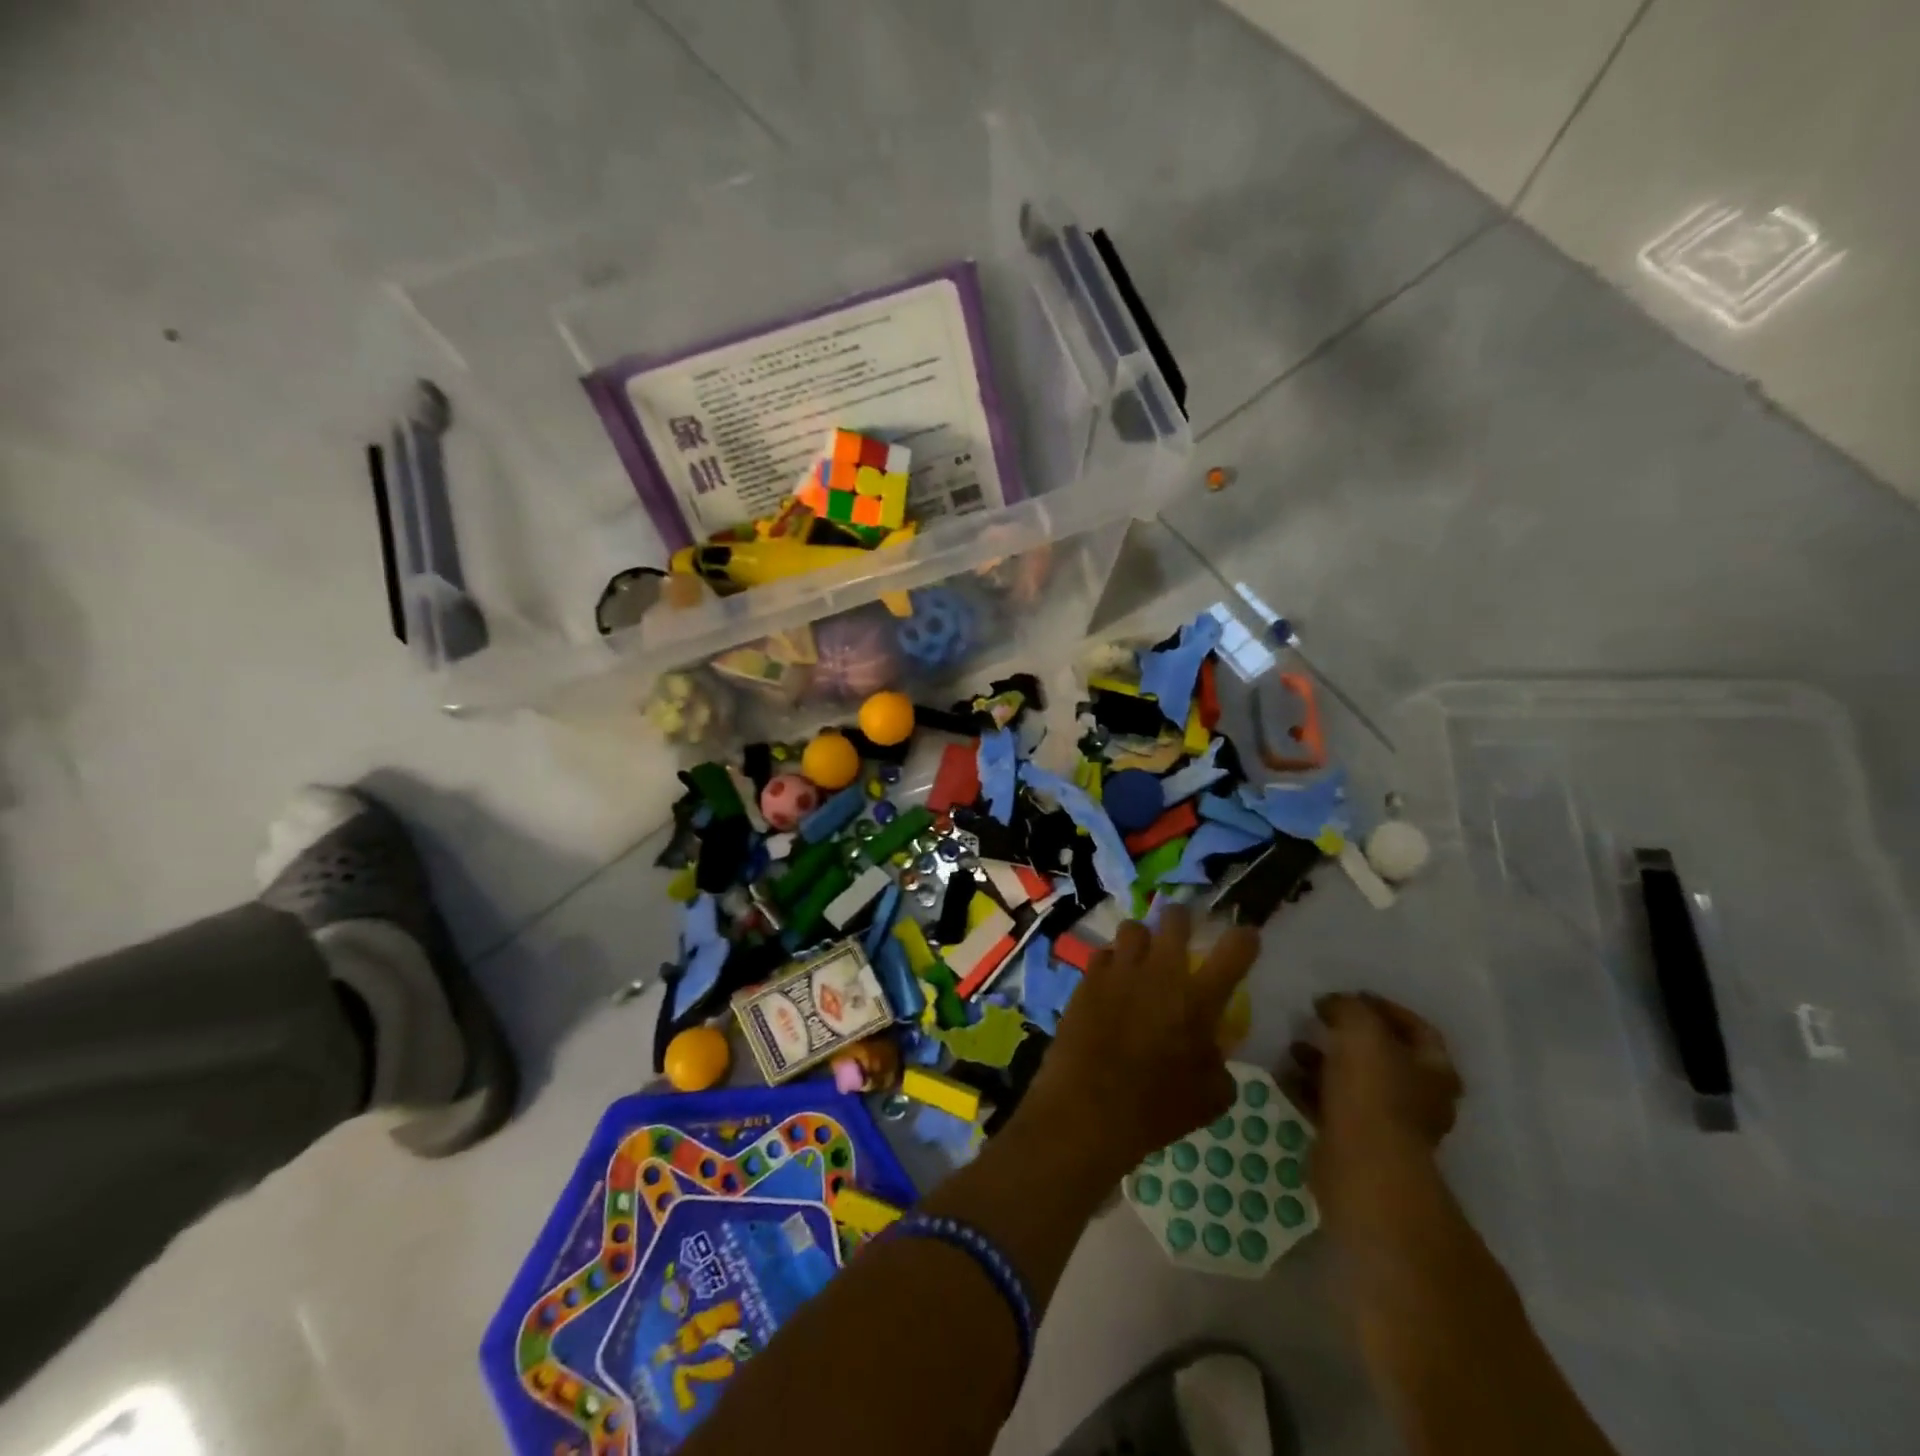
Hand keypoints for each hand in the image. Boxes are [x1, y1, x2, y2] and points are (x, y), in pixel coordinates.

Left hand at [1019, 905, 1259, 1178]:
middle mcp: (1160, 973)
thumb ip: (1218, 1063)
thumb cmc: (1156, 1109)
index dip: (1244, 938)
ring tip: (1141, 958)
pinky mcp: (1087, 978)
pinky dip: (1111, 963)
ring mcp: (1120, 970)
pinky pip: (1103, 954)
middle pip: (1175, 919)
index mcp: (1198, 999)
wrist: (1087, 1108)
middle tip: (1182, 933)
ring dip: (1142, 939)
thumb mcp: (1210, 1098)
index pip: (1234, 951)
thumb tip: (1211, 1048)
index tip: (1246, 936)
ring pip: (1133, 928)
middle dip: (1182, 919)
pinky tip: (1111, 982)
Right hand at [1287, 994, 1461, 1218]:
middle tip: (1317, 1019)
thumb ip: (1348, 1007)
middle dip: (1347, 1036)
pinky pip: (1329, 1105)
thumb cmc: (1372, 1090)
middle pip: (1383, 1057)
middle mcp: (1418, 1097)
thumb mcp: (1360, 1030)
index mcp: (1434, 1070)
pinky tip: (1283, 1073)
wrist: (1362, 1165)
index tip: (1351, 994)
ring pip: (1352, 1081)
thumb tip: (1332, 1003)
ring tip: (1292, 1046)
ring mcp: (1387, 1123)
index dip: (1386, 1008)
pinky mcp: (1355, 1142)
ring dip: (1323, 1061)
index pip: (1418, 1029)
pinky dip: (1307, 1088)